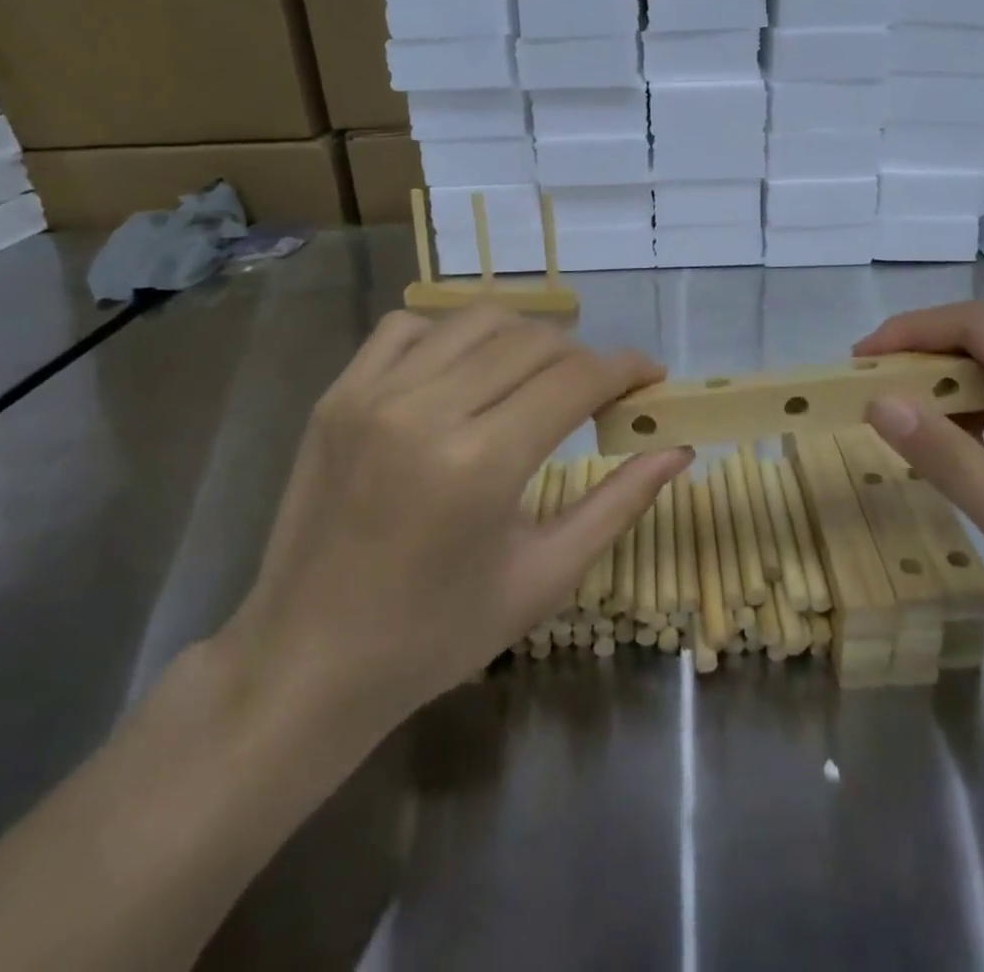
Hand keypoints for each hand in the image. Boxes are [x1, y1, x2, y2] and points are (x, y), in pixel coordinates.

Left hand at [217, 306, 690, 754]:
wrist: (305, 663)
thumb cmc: (436, 634)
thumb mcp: (544, 577)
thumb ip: (619, 503)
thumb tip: (677, 449)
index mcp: (481, 464)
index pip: (576, 379)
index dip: (627, 367)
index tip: (653, 375)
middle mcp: (426, 410)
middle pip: (534, 342)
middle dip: (584, 357)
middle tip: (601, 391)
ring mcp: (373, 395)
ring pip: (477, 320)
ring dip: (525, 338)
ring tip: (540, 375)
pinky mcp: (337, 394)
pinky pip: (408, 327)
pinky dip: (452, 334)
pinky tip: (466, 371)